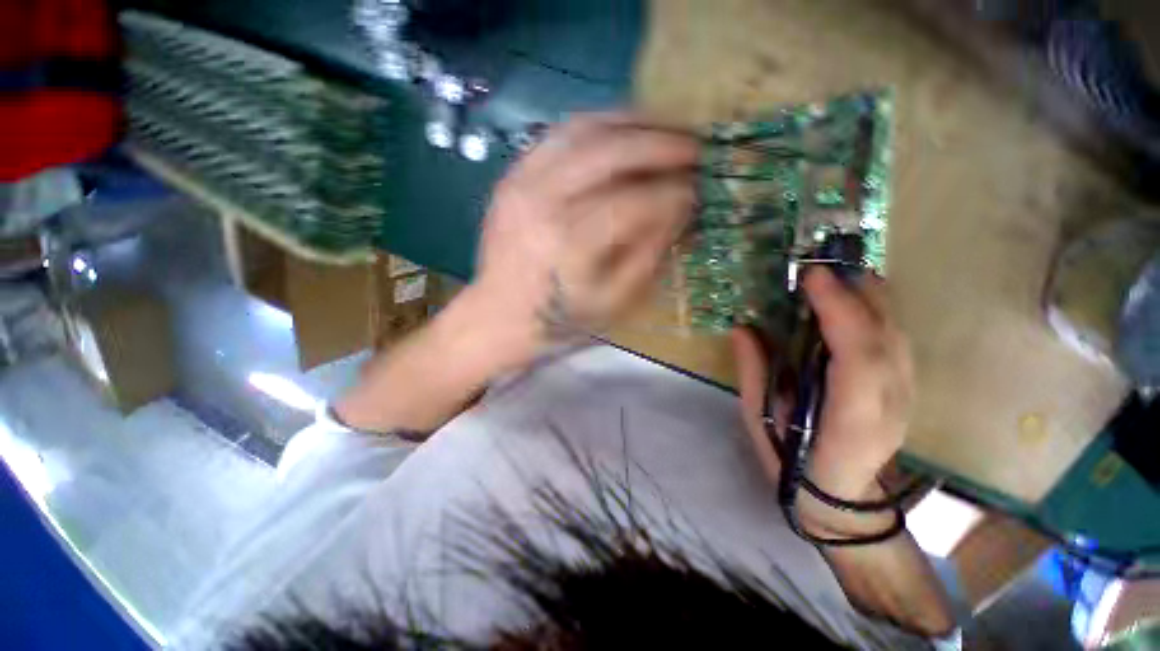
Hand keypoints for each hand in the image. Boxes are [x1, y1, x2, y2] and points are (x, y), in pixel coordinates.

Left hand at [466, 113, 697, 365]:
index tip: (698, 190)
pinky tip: (620, 134)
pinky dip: (596, 127)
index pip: (635, 201)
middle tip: (694, 146)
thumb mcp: (614, 301)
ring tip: (663, 128)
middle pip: (611, 152)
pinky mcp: (512, 177)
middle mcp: (544, 202)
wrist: (499, 316)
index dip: (674, 192)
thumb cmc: (560, 320)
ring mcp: (522, 182)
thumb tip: (680, 208)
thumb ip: (650, 253)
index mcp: (571, 243)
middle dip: (661, 143)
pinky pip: (558, 135)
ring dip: (632, 123)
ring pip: (584, 129)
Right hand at [732, 268, 914, 535]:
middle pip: (887, 337)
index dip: (839, 311)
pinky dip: (876, 310)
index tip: (812, 277)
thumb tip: (744, 327)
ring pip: (897, 334)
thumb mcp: (760, 421)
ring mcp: (905, 396)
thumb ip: (755, 373)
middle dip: (856, 292)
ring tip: (836, 271)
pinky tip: (853, 296)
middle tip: (820, 264)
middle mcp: (890, 404)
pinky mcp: (906, 389)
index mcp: (851, 420)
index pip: (858, 357)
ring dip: (869, 295)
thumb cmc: (792, 463)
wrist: (842, 501)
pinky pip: (896, 339)